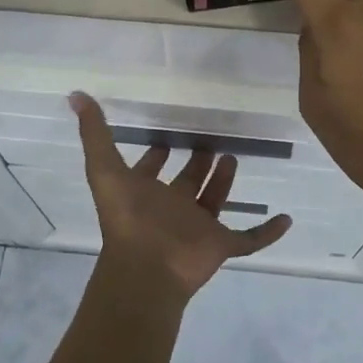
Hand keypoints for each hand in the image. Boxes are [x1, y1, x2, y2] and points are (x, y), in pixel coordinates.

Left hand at [71, 92, 290, 297]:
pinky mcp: (220, 245)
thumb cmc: (127, 217)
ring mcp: (197, 228)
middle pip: (187, 183)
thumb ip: (94, 132)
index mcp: (145, 193)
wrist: (147, 267)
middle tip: (210, 141)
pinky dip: (267, 231)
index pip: (150, 171)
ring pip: (214, 202)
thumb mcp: (105, 167)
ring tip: (234, 156)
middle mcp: (171, 209)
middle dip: (196, 164)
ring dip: (224, 182)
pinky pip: (249, 238)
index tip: (165, 139)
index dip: (155, 157)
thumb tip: (75, 95)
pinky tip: (286, 218)